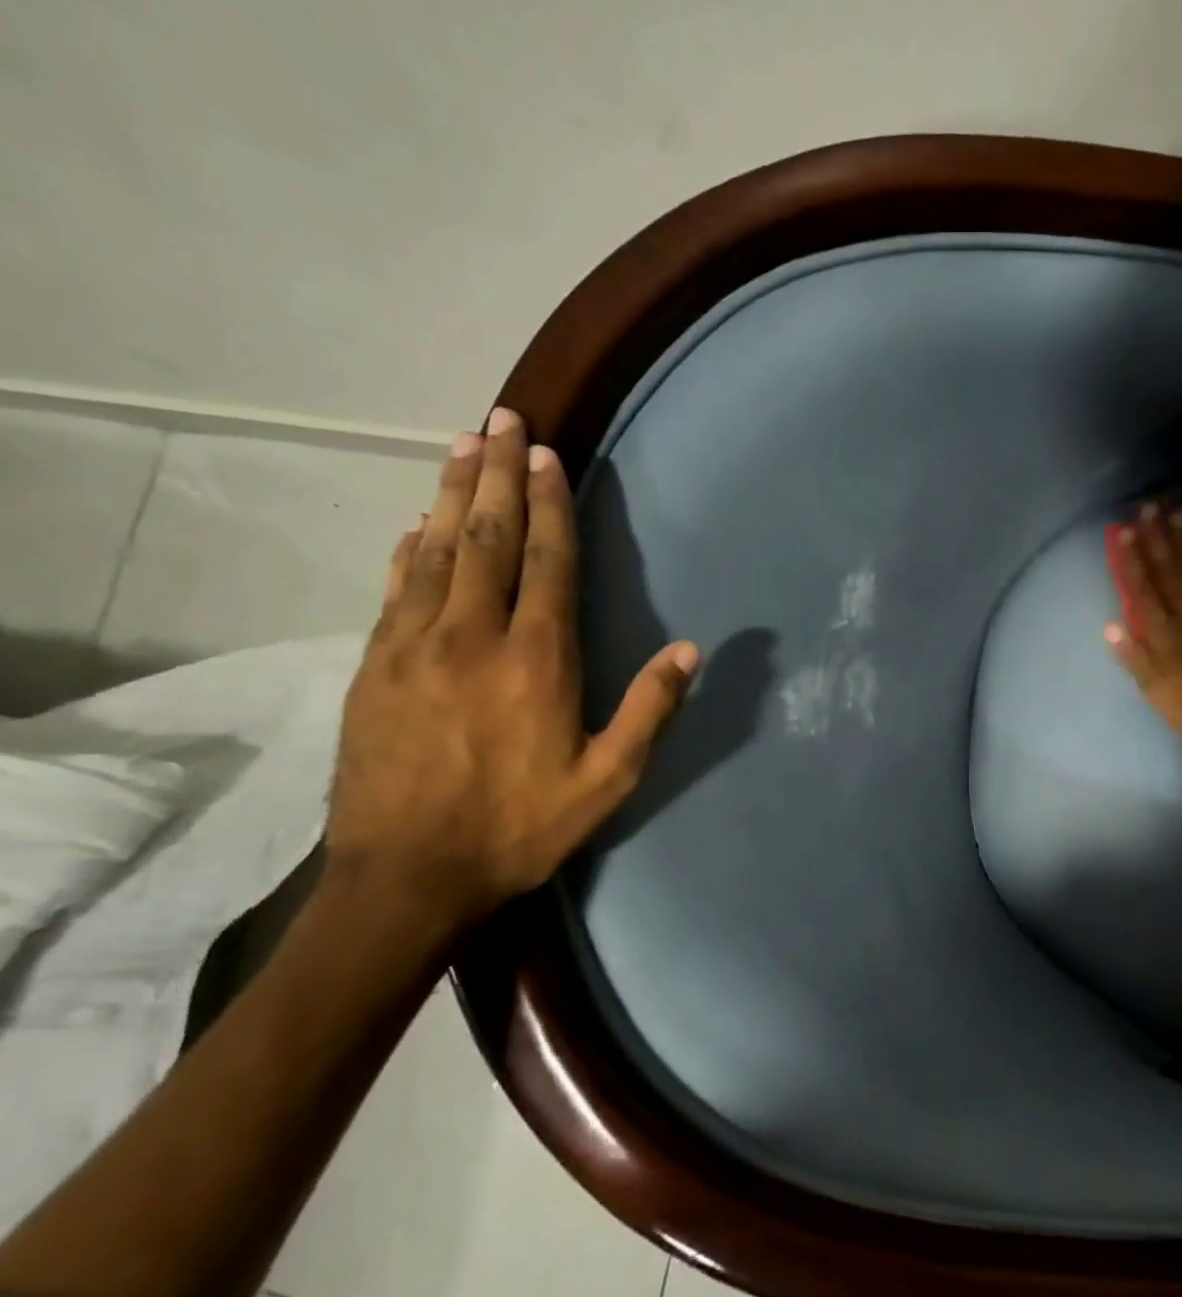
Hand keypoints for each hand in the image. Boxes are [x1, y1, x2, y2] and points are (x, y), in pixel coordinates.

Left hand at [325, 407, 698, 936]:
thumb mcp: (608, 781)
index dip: (548, 504)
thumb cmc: (521, 827)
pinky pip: (396, 589)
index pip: (546, 563)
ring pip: (434, 550)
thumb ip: (650, 710)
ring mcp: (413, 647)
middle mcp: (472, 637)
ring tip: (460, 444)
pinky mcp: (374, 667)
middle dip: (496, 474)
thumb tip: (691, 651)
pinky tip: (415, 523)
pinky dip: (409, 548)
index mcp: (535, 661)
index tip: (546, 454)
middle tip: (500, 419)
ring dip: (449, 493)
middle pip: (485, 538)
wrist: (407, 877)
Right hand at [1107, 502, 1181, 744]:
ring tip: (1179, 513)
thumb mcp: (1157, 692)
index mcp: (1164, 633)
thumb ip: (1134, 658)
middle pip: (1170, 569)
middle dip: (1158, 537)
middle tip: (1149, 507)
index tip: (1126, 532)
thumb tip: (1110, 626)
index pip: (1144, 589)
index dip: (1134, 560)